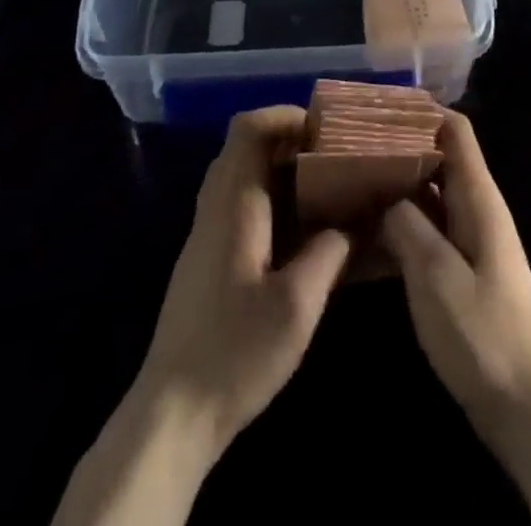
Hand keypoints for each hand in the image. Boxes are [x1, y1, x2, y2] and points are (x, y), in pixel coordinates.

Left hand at [133, 105, 351, 458]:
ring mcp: (206, 233)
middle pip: (246, 145)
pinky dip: (271, 197)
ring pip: (242, 175)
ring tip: (325, 187)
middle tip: (333, 156)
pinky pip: (239, 204)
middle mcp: (215, 206)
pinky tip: (301, 231)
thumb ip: (330, 251)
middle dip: (291, 141)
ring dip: (281, 170)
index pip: (249, 128)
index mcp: (233, 203)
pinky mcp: (207, 258)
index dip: (286, 115)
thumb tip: (357, 219)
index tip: (325, 130)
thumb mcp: (297, 303)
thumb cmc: (236, 352)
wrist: (173, 414)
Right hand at [379, 111, 530, 443]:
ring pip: (429, 194)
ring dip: (395, 186)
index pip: (455, 129)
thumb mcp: (436, 276)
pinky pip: (427, 230)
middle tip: (349, 145)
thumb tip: (385, 195)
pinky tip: (365, 234)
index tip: (376, 108)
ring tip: (349, 181)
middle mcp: (476, 208)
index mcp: (478, 198)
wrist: (527, 409)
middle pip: (439, 157)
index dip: (421, 111)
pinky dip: (400, 223)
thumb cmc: (484, 336)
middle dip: (398, 146)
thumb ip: (407, 225)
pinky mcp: (462, 272)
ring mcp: (470, 241)